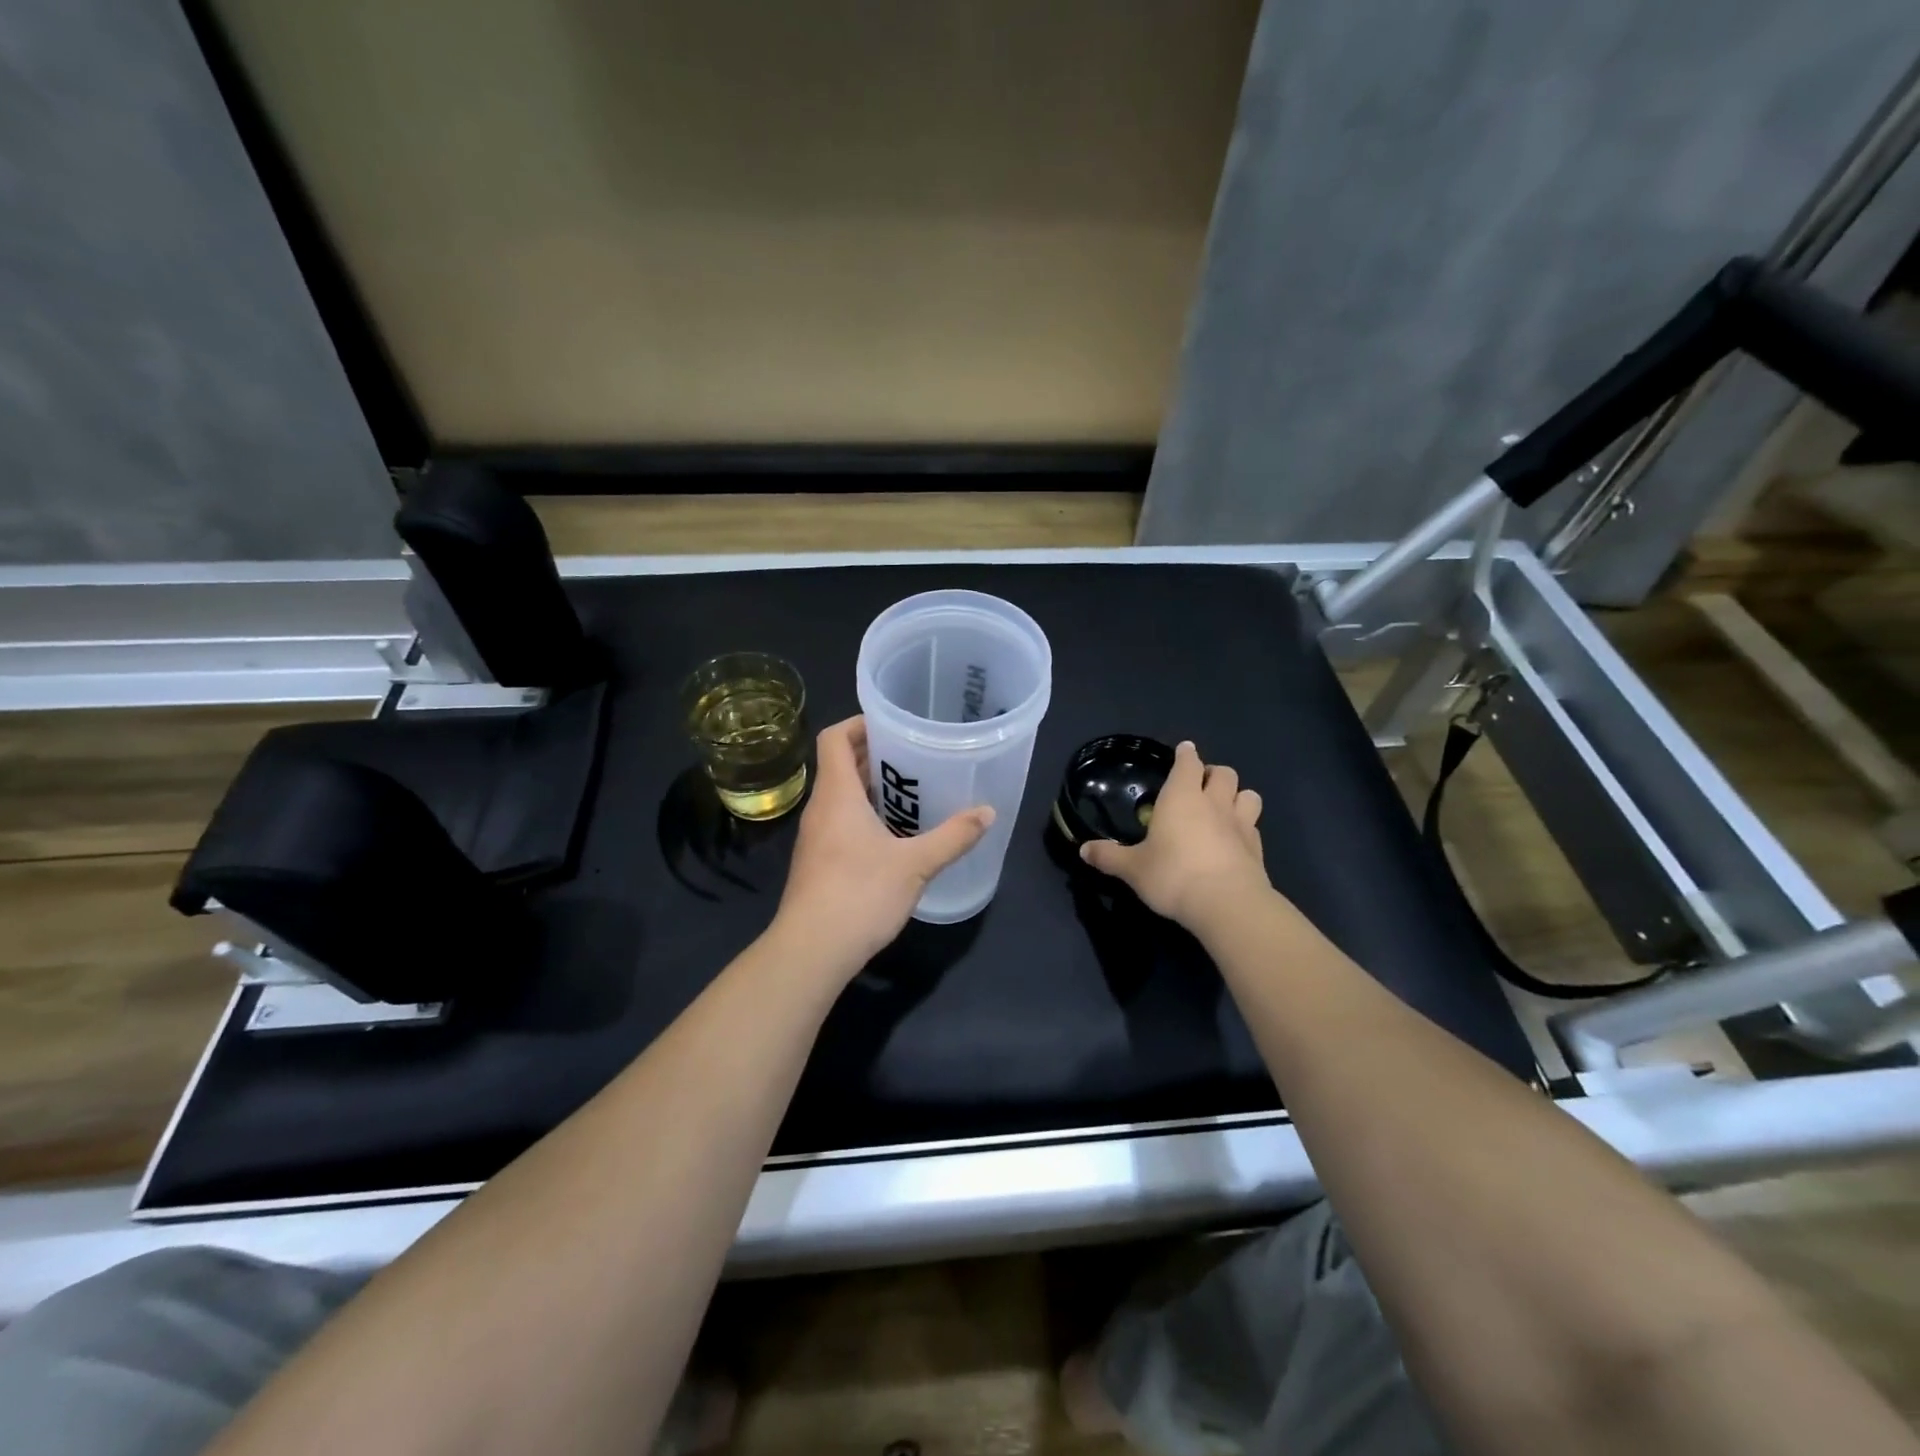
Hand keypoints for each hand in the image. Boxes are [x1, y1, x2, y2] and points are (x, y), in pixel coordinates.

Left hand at [773, 715, 994, 969]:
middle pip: (841, 765)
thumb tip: (988, 813)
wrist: (811, 951)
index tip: (893, 724)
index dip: (859, 723)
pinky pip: (842, 823)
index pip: (834, 738)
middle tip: (916, 755)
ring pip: (842, 797)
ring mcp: (816, 838)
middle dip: (875, 755)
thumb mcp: (915, 864)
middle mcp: (821, 809)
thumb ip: (953, 836)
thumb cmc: (859, 895)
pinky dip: (866, 816)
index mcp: (837, 795)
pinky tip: (897, 835)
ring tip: (914, 791)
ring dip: (872, 788)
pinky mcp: (819, 863)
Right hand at [1079, 740, 1268, 928]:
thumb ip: (1109, 857)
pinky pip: (1254, 827)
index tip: (1183, 750)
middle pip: (1224, 773)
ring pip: (1249, 795)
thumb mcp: (1133, 869)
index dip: (1186, 754)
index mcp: (1181, 798)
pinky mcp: (1257, 849)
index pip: (1187, 763)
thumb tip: (1083, 850)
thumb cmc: (1173, 875)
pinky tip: (1235, 840)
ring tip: (1225, 807)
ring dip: (1237, 795)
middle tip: (1200, 785)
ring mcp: (1241, 825)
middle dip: (1213, 773)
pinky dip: (1246, 827)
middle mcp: (1214, 803)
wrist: (1227, 905)